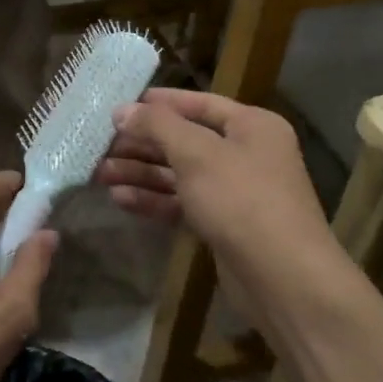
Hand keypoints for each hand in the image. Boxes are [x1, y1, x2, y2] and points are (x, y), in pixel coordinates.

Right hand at [95, 89, 334, 288]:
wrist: (282, 277)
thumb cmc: (241, 199)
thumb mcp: (196, 153)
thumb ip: (158, 126)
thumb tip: (123, 111)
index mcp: (252, 126)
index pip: (200, 104)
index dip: (160, 104)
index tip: (121, 107)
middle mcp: (247, 153)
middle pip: (185, 140)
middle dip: (143, 143)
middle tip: (101, 146)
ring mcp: (235, 192)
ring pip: (180, 174)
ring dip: (142, 173)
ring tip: (100, 173)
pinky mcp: (223, 225)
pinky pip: (183, 203)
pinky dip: (154, 200)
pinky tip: (120, 199)